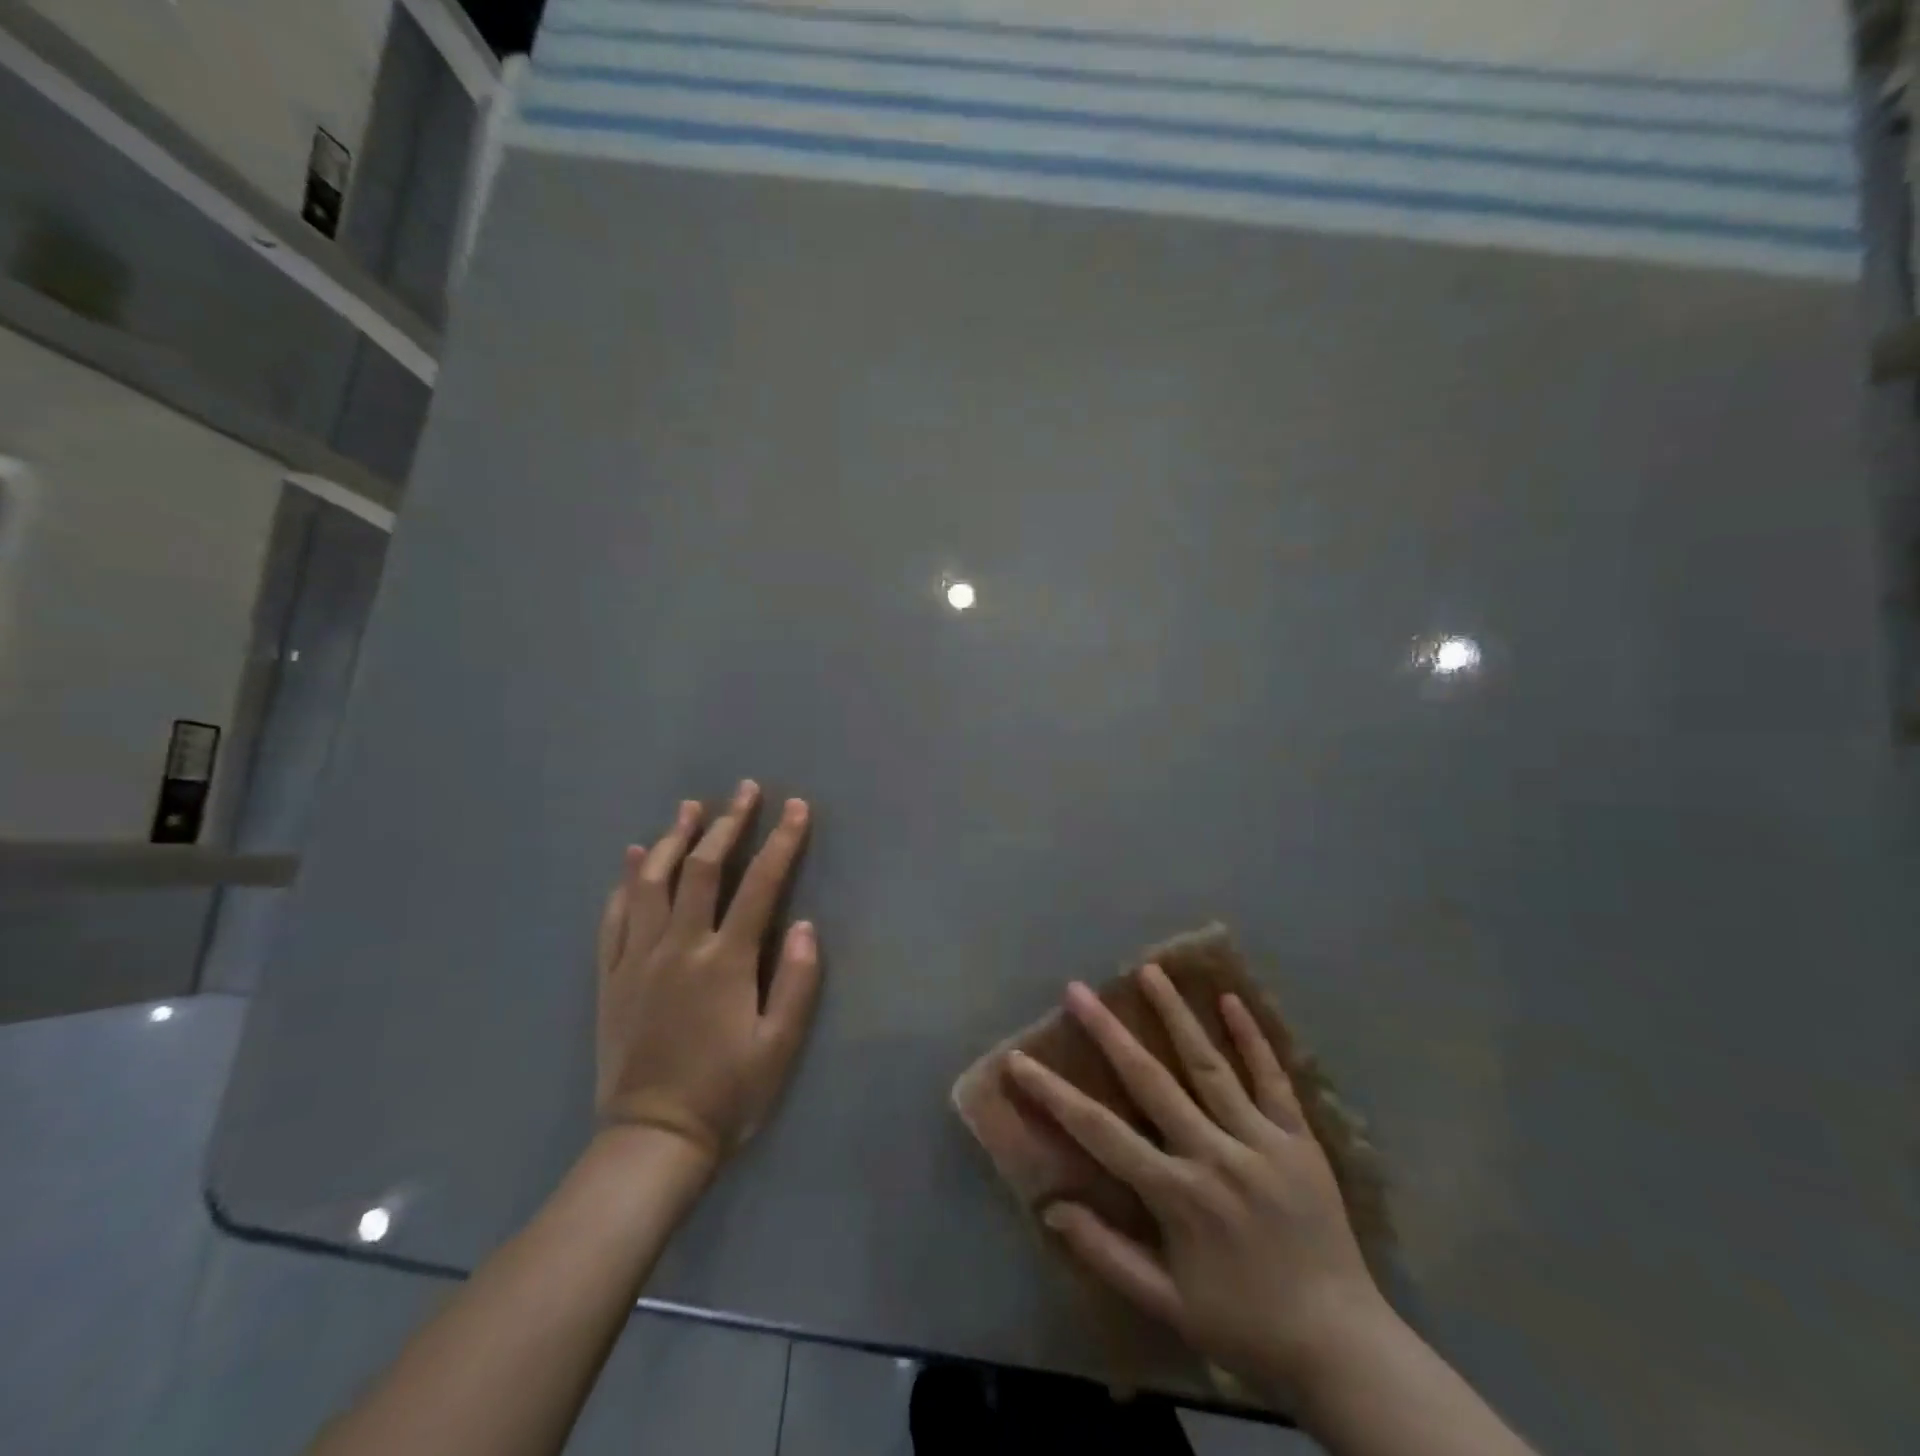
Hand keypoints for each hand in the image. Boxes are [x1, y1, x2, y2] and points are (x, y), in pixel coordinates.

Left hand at [595, 781, 820, 1167]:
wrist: (651, 1140)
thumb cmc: (727, 1094)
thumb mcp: (779, 1046)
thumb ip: (796, 982)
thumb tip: (803, 924)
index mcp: (725, 961)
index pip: (759, 885)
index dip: (780, 842)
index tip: (795, 807)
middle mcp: (679, 947)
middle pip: (701, 869)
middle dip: (727, 824)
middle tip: (744, 790)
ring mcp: (638, 958)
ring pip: (652, 882)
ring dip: (673, 838)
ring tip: (689, 807)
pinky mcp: (611, 976)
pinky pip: (615, 917)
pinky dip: (626, 881)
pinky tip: (634, 858)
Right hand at [1005, 966, 1394, 1407]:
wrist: (1344, 1349)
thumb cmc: (1246, 1326)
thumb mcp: (1168, 1306)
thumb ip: (1108, 1253)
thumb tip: (1052, 1208)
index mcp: (1178, 1195)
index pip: (1101, 1132)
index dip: (1054, 1095)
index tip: (1019, 1060)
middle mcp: (1215, 1155)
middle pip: (1151, 1081)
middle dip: (1109, 1032)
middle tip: (1078, 990)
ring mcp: (1261, 1141)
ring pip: (1209, 1066)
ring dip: (1176, 1015)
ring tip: (1150, 971)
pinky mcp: (1299, 1140)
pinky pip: (1273, 1080)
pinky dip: (1252, 1038)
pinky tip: (1230, 1000)